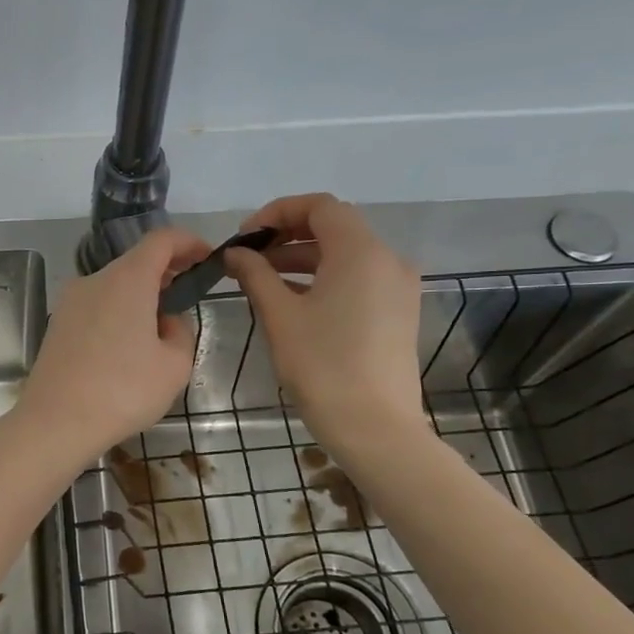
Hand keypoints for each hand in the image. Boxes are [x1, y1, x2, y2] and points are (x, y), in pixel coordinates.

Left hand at [11, 226, 212, 465]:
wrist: (55, 422)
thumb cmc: (123, 391)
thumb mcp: (175, 365)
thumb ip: (181, 332)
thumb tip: (165, 321)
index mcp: (127, 279)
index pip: (161, 240)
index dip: (189, 242)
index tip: (207, 258)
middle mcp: (94, 280)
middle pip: (135, 262)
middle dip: (166, 273)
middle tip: (188, 296)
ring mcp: (70, 302)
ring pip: (114, 286)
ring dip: (140, 297)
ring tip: (159, 330)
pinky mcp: (57, 325)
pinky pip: (96, 307)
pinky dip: (117, 313)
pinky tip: (126, 348)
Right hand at [223, 194, 425, 455]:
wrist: (374, 426)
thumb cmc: (322, 366)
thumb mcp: (280, 316)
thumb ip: (255, 274)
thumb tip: (235, 253)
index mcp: (360, 252)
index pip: (319, 207)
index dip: (277, 212)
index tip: (244, 237)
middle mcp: (387, 259)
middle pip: (334, 227)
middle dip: (287, 235)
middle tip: (248, 257)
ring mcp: (398, 286)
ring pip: (346, 254)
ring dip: (303, 258)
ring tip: (262, 279)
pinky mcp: (398, 311)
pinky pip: (358, 278)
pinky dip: (325, 278)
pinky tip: (294, 301)